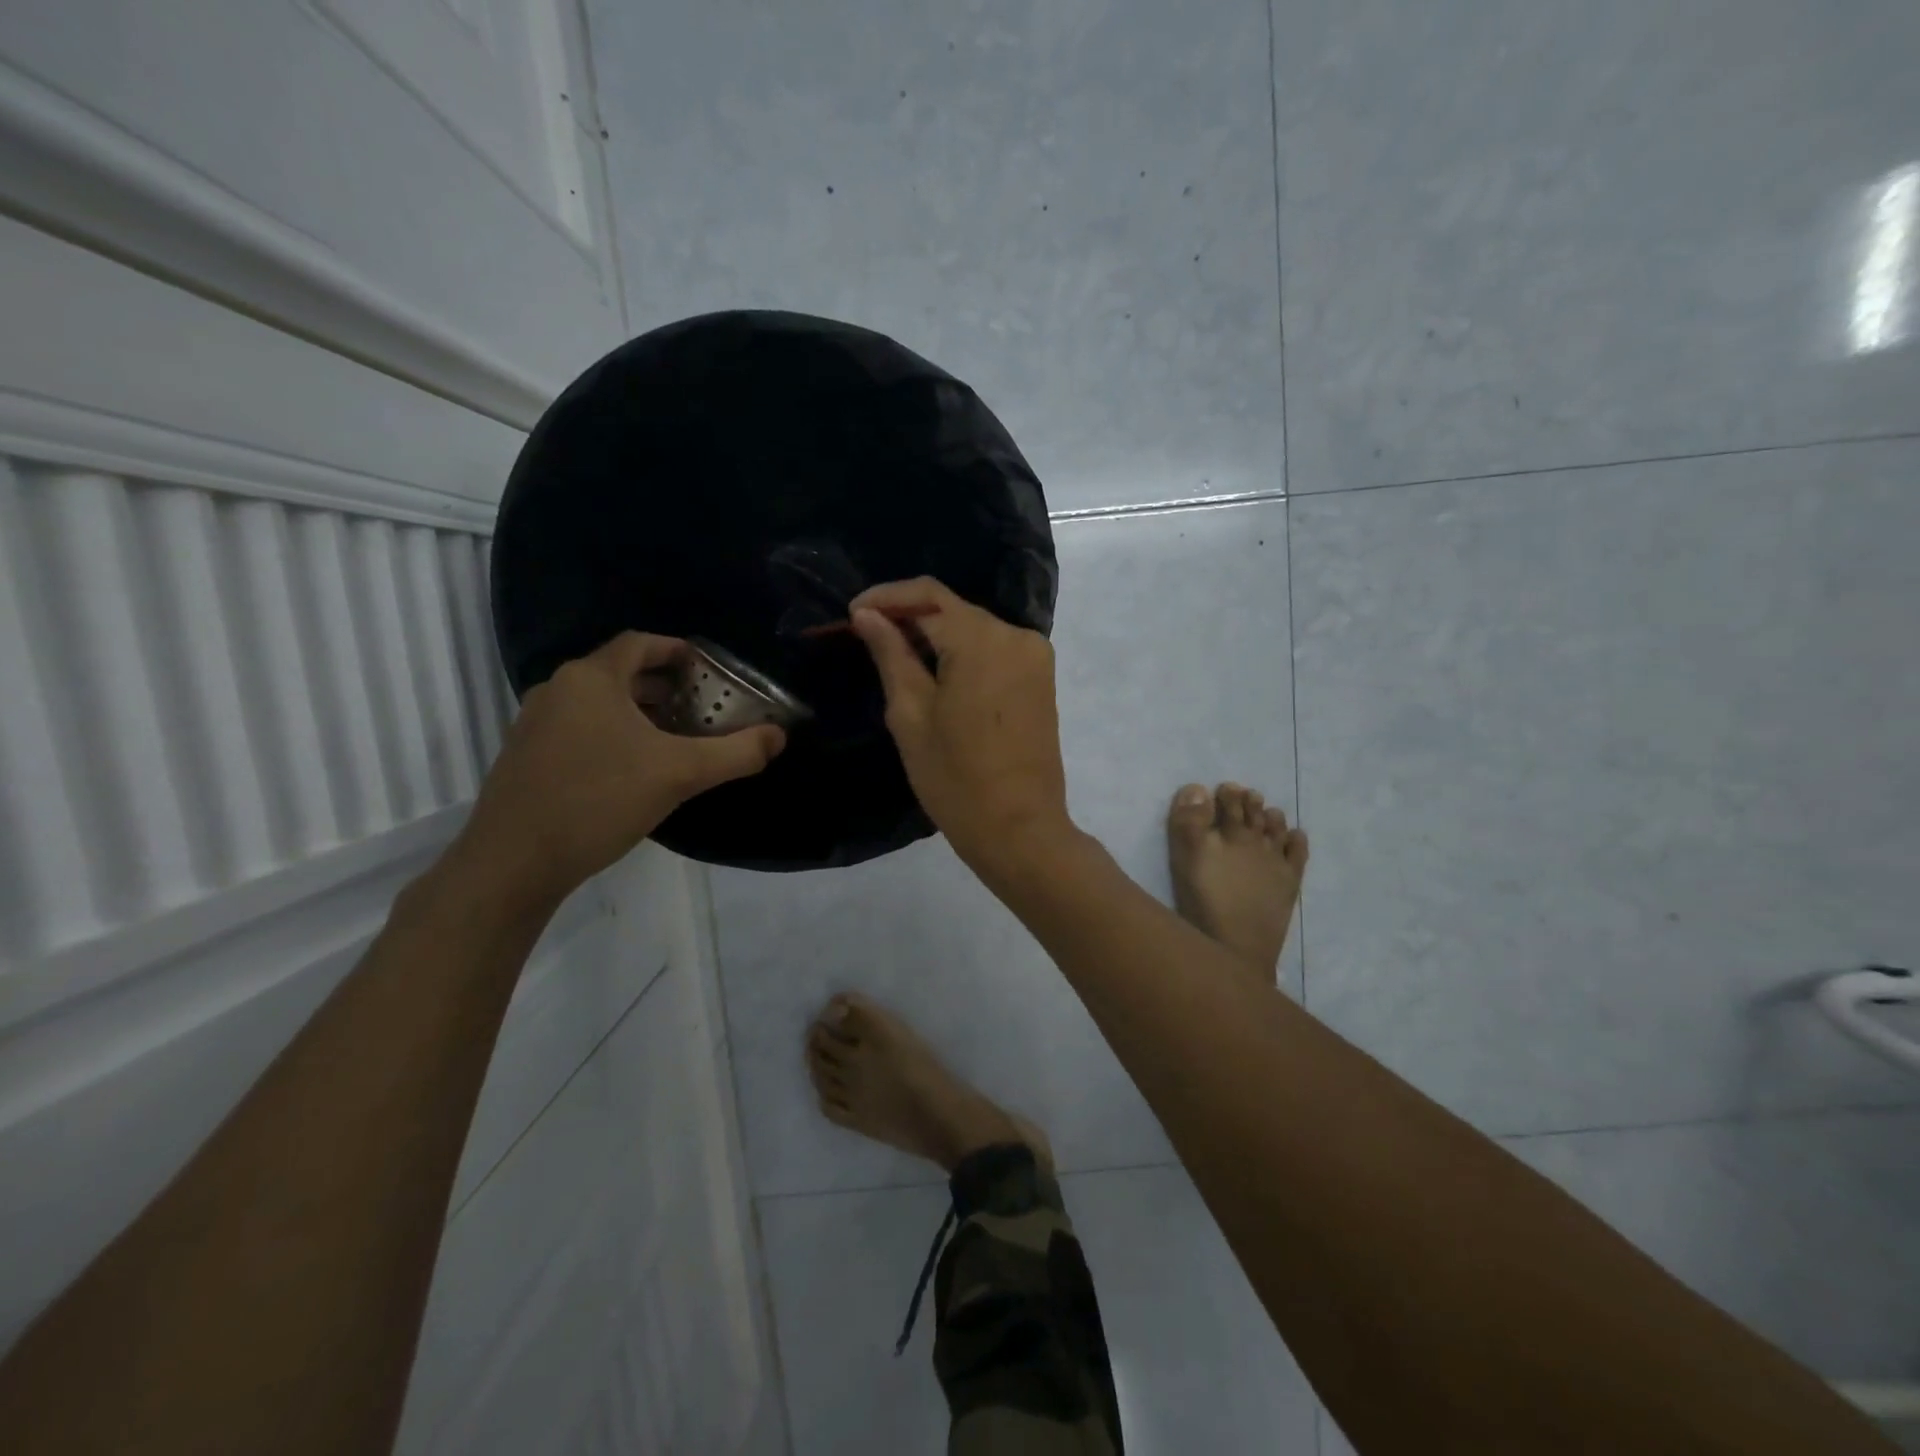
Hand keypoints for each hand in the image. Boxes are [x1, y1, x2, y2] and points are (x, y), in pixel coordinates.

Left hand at [451, 632, 784, 911]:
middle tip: (702, 706)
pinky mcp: (526, 756)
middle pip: (620, 672)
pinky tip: (635, 769)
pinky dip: (613, 733)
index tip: (708, 668)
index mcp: (591, 679)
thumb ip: (736, 753)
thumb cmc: (599, 800)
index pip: (639, 643)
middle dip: (665, 685)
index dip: (677, 650)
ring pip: (599, 703)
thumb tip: (779, 737)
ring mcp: (535, 723)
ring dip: (639, 712)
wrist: (513, 862)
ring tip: (676, 738)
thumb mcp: (680, 774)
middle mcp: (558, 689)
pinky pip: (580, 728)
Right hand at [849, 577, 1077, 883]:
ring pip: (974, 629)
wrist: (1020, 829)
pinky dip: (962, 653)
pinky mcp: (1041, 679)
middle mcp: (1016, 636)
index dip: (886, 597)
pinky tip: (935, 672)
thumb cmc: (956, 779)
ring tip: (894, 655)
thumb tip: (867, 614)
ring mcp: (1035, 657)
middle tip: (866, 637)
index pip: (929, 596)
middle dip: (909, 617)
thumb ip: (891, 654)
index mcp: (983, 640)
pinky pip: (994, 650)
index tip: (851, 614)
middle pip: (954, 610)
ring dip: (935, 635)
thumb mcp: (911, 715)